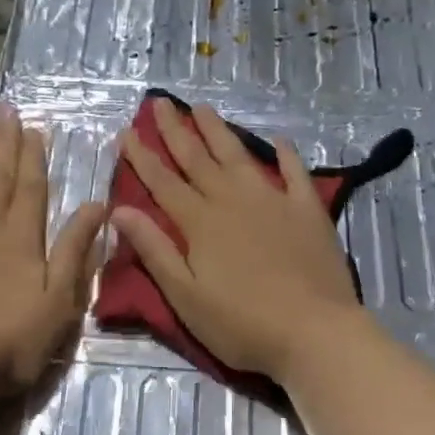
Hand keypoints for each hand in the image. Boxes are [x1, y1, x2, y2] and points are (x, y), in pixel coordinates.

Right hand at [112, 97, 370, 382]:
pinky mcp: (307, 210)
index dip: (142, 157)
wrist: (315, 331)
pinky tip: (279, 140)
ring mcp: (273, 200)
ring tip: (203, 108)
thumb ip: (154, 249)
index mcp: (200, 222)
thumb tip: (120, 210)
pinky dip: (286, 154)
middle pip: (197, 159)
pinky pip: (294, 172)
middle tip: (160, 102)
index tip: (126, 132)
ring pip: (238, 156)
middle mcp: (232, 200)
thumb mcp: (185, 296)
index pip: (163, 182)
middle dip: (175, 130)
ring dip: (218, 131)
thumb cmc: (242, 324)